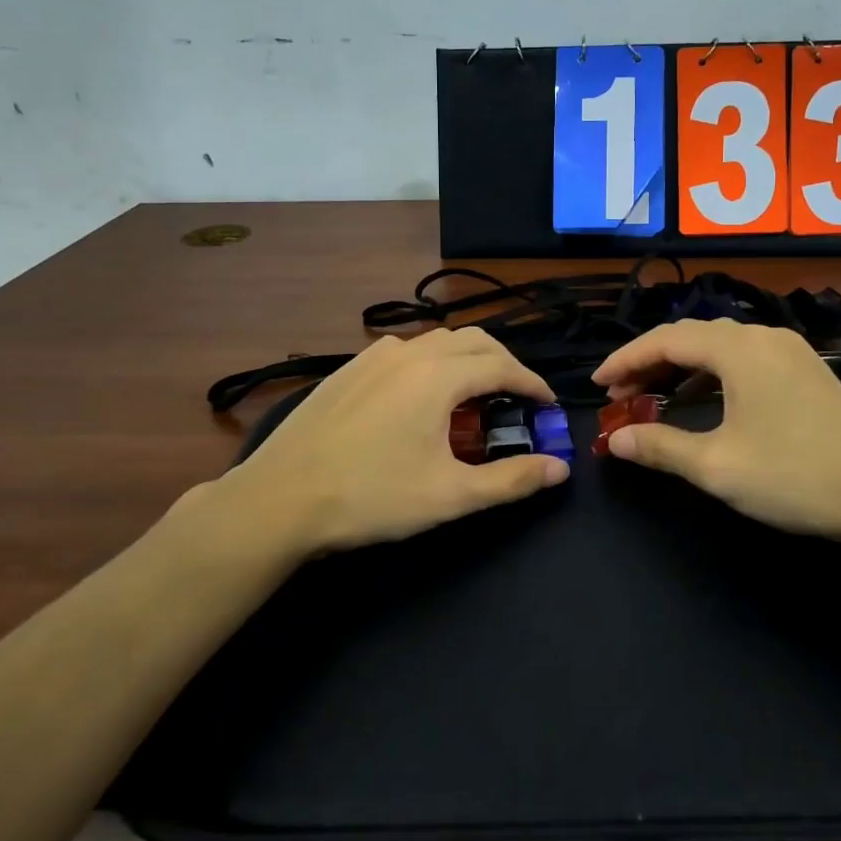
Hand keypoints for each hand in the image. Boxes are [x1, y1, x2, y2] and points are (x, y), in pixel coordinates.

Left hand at [218, 328, 568, 556]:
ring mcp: (374, 356)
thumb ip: (512, 480)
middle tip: (518, 399)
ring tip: (476, 395)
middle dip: (505, 365)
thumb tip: (560, 470)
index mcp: (438, 376)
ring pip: (438, 341)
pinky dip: (432, 363)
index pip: (503, 366)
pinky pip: (406, 351)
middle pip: (475, 342)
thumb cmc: (372, 497)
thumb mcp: (450, 495)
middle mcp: (409, 352)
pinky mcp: (348, 368)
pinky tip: (422, 396)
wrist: (280, 499)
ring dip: (468, 360)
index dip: (533, 384)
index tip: (548, 405)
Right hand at [592, 319, 840, 553]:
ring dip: (681, 368)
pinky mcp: (806, 370)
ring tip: (654, 398)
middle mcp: (763, 336)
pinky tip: (704, 402)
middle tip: (621, 395)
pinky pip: (744, 359)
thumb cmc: (795, 476)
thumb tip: (615, 440)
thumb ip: (659, 447)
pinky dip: (712, 375)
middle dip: (650, 362)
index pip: (665, 340)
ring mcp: (790, 351)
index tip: (598, 384)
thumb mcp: (717, 466)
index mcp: (739, 348)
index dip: (625, 359)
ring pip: (719, 347)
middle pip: (692, 337)